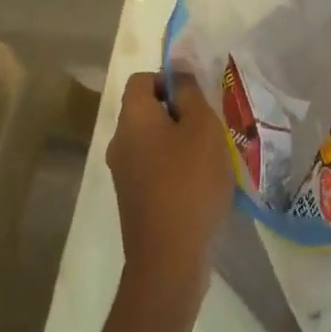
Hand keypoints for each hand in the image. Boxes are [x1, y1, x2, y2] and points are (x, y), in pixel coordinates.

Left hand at [107, 72, 234, 307]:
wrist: (169, 258)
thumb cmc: (189, 182)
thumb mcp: (202, 127)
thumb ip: (190, 94)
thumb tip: (179, 72)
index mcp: (132, 118)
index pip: (141, 80)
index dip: (169, 79)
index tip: (197, 98)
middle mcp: (120, 142)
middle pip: (146, 110)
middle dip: (178, 112)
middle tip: (210, 126)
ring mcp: (123, 174)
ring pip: (151, 141)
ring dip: (178, 142)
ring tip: (210, 156)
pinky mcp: (132, 200)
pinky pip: (152, 168)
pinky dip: (173, 168)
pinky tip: (199, 185)